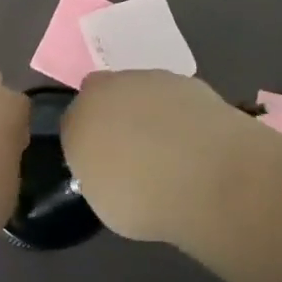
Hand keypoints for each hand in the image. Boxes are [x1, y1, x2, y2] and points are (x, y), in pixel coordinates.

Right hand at [61, 70, 249, 242]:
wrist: (208, 175)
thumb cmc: (145, 199)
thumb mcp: (105, 201)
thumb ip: (100, 173)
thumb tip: (111, 168)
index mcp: (80, 118)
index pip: (73, 122)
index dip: (87, 142)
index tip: (102, 164)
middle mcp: (111, 89)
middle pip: (106, 96)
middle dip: (115, 116)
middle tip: (132, 152)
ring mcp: (152, 80)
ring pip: (142, 92)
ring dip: (149, 112)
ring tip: (170, 150)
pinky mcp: (189, 81)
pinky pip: (175, 98)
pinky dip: (180, 114)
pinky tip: (194, 143)